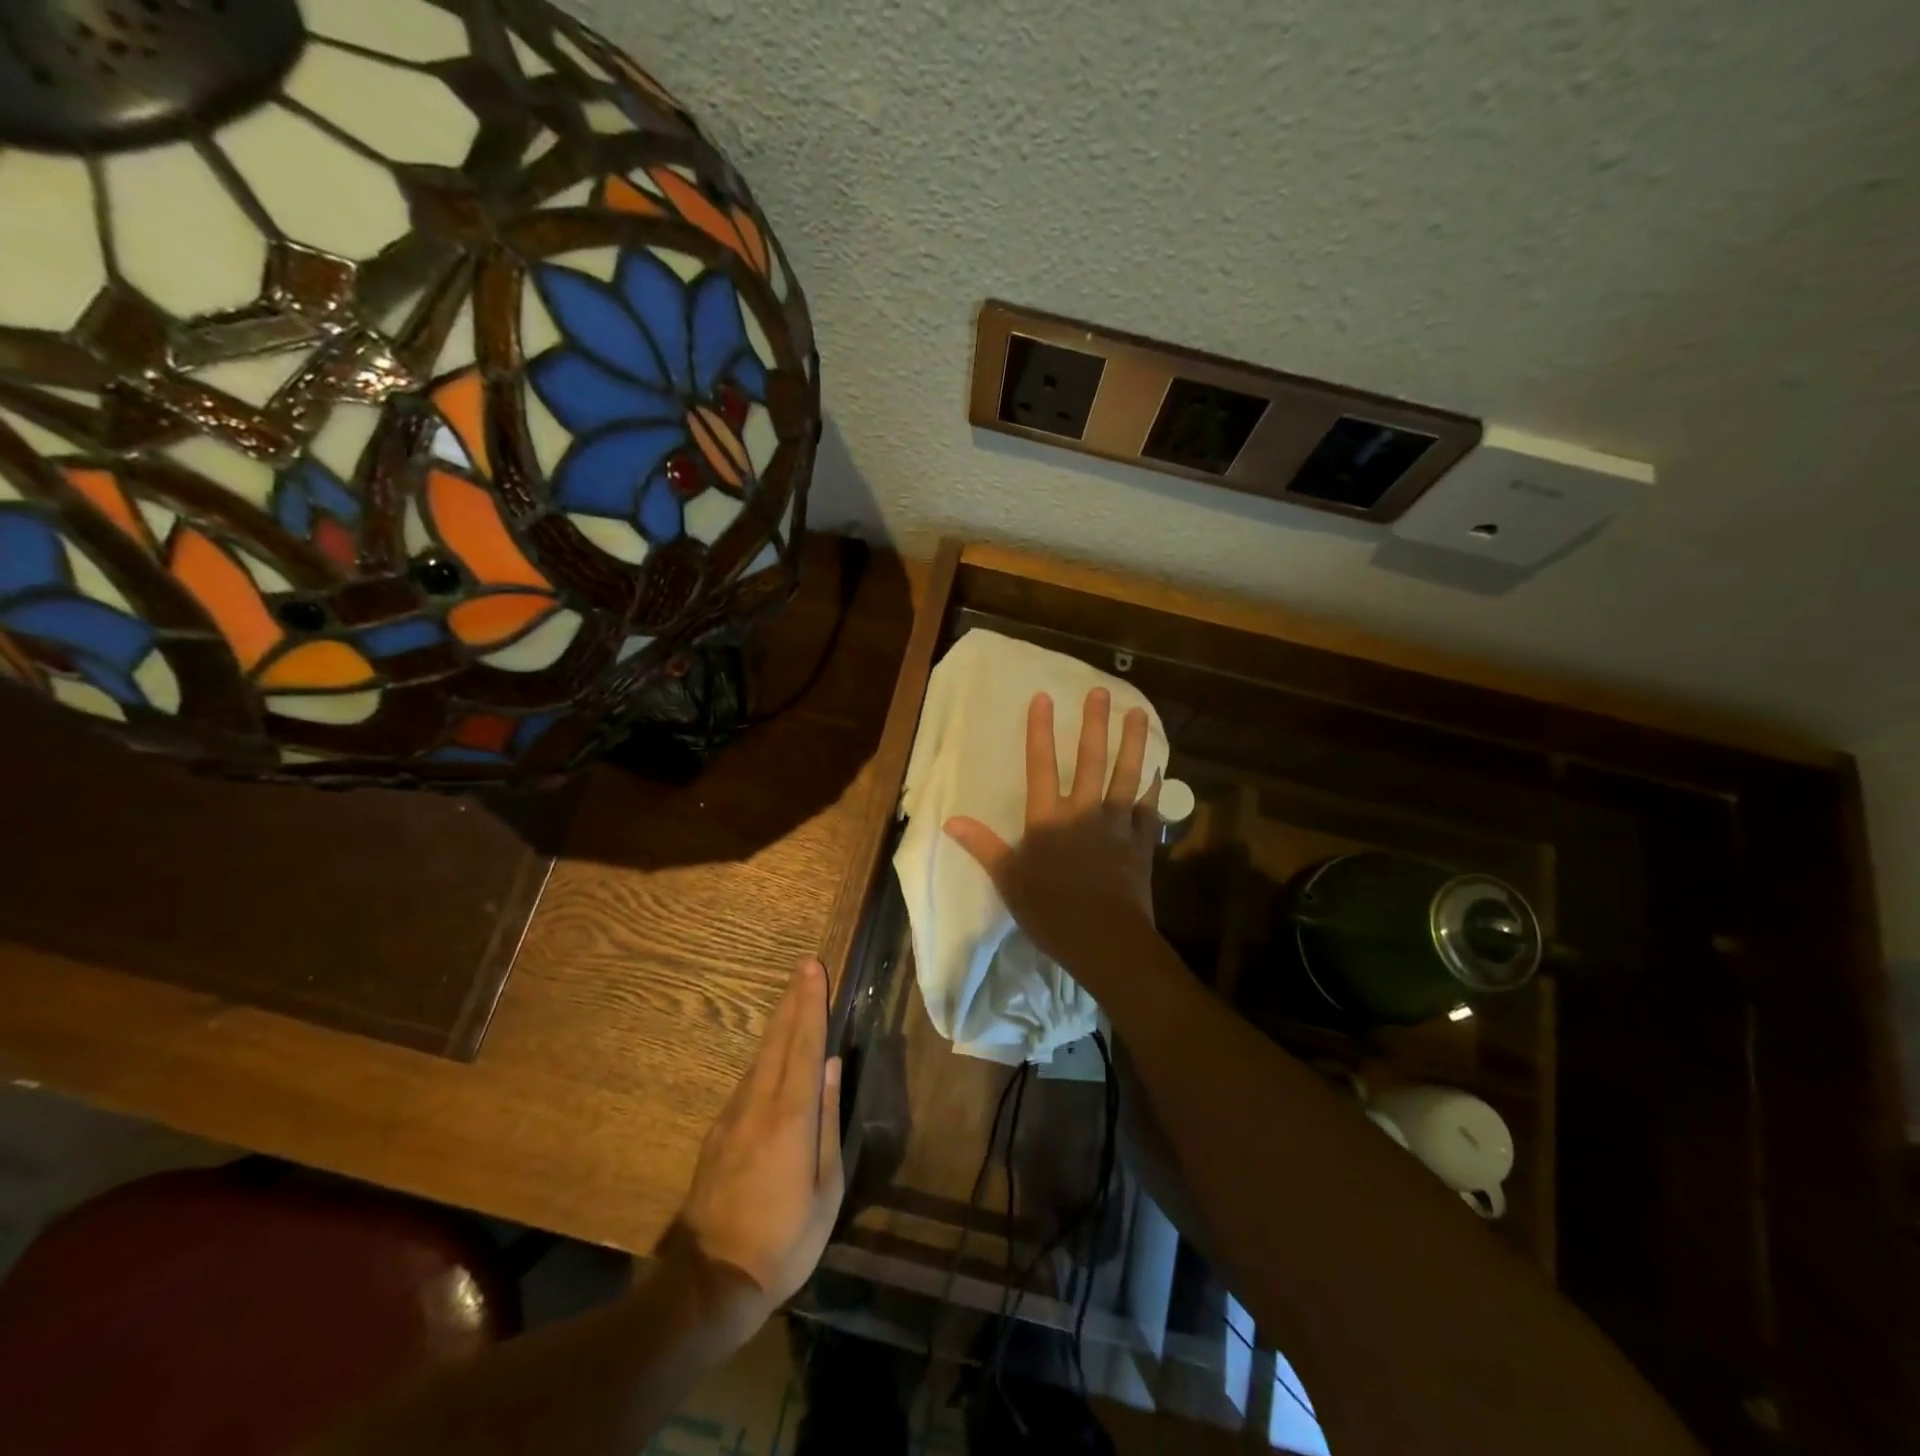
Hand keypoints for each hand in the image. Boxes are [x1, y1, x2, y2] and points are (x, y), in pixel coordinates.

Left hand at [672, 958, 843, 1342]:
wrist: (712, 1281)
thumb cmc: (785, 1240)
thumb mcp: (825, 1188)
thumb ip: (828, 1120)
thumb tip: (833, 1067)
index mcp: (791, 1116)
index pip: (805, 1046)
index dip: (812, 1005)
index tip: (815, 970)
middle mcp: (759, 1104)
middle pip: (778, 1039)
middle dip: (794, 999)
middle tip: (805, 965)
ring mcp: (734, 1115)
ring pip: (761, 1056)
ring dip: (779, 1021)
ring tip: (794, 995)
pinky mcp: (719, 1132)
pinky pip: (749, 1079)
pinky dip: (766, 1053)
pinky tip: (774, 1049)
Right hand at [943, 688, 1161, 973]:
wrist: (1105, 939)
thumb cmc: (1050, 911)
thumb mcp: (1008, 880)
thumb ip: (983, 846)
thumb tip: (950, 820)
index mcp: (1048, 819)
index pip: (1041, 766)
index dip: (1040, 731)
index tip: (1043, 698)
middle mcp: (1084, 812)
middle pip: (1090, 761)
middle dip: (1094, 725)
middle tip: (1101, 692)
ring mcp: (1117, 825)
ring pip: (1126, 776)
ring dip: (1132, 743)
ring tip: (1138, 713)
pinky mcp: (1141, 843)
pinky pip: (1149, 809)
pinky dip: (1154, 788)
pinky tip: (1159, 770)